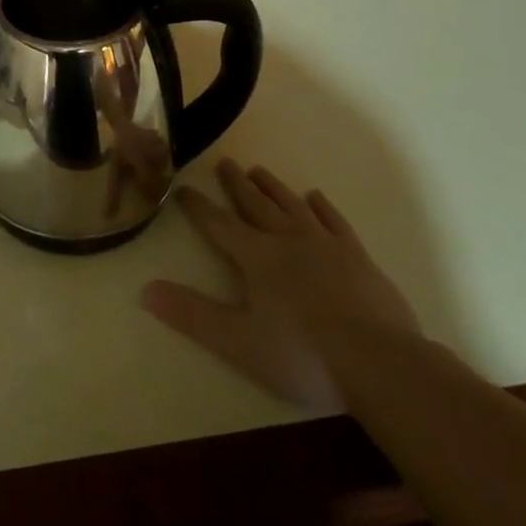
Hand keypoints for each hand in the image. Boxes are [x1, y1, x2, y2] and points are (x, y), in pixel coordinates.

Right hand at [142, 158, 421, 407]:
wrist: (380, 363)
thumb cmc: (303, 355)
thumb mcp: (237, 341)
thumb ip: (192, 314)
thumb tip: (145, 289)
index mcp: (257, 257)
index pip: (219, 225)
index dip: (198, 207)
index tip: (182, 188)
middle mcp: (287, 240)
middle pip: (256, 205)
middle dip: (236, 185)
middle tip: (224, 162)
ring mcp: (326, 245)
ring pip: (292, 206)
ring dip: (272, 188)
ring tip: (258, 170)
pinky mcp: (358, 257)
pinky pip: (334, 222)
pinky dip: (322, 207)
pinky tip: (315, 197)